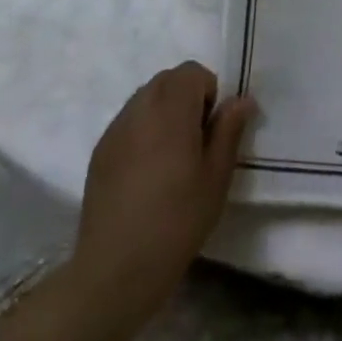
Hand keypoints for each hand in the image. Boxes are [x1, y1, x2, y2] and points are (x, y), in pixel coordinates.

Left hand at [74, 62, 255, 325]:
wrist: (117, 268)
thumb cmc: (177, 220)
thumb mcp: (216, 177)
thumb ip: (229, 130)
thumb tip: (242, 100)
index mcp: (171, 109)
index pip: (192, 72)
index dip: (208, 93)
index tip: (211, 130)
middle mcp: (140, 108)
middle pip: (167, 80)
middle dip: (186, 98)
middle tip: (195, 143)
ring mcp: (115, 129)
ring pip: (145, 98)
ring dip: (163, 112)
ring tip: (170, 159)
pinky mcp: (99, 151)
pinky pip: (127, 122)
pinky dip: (142, 131)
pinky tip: (145, 174)